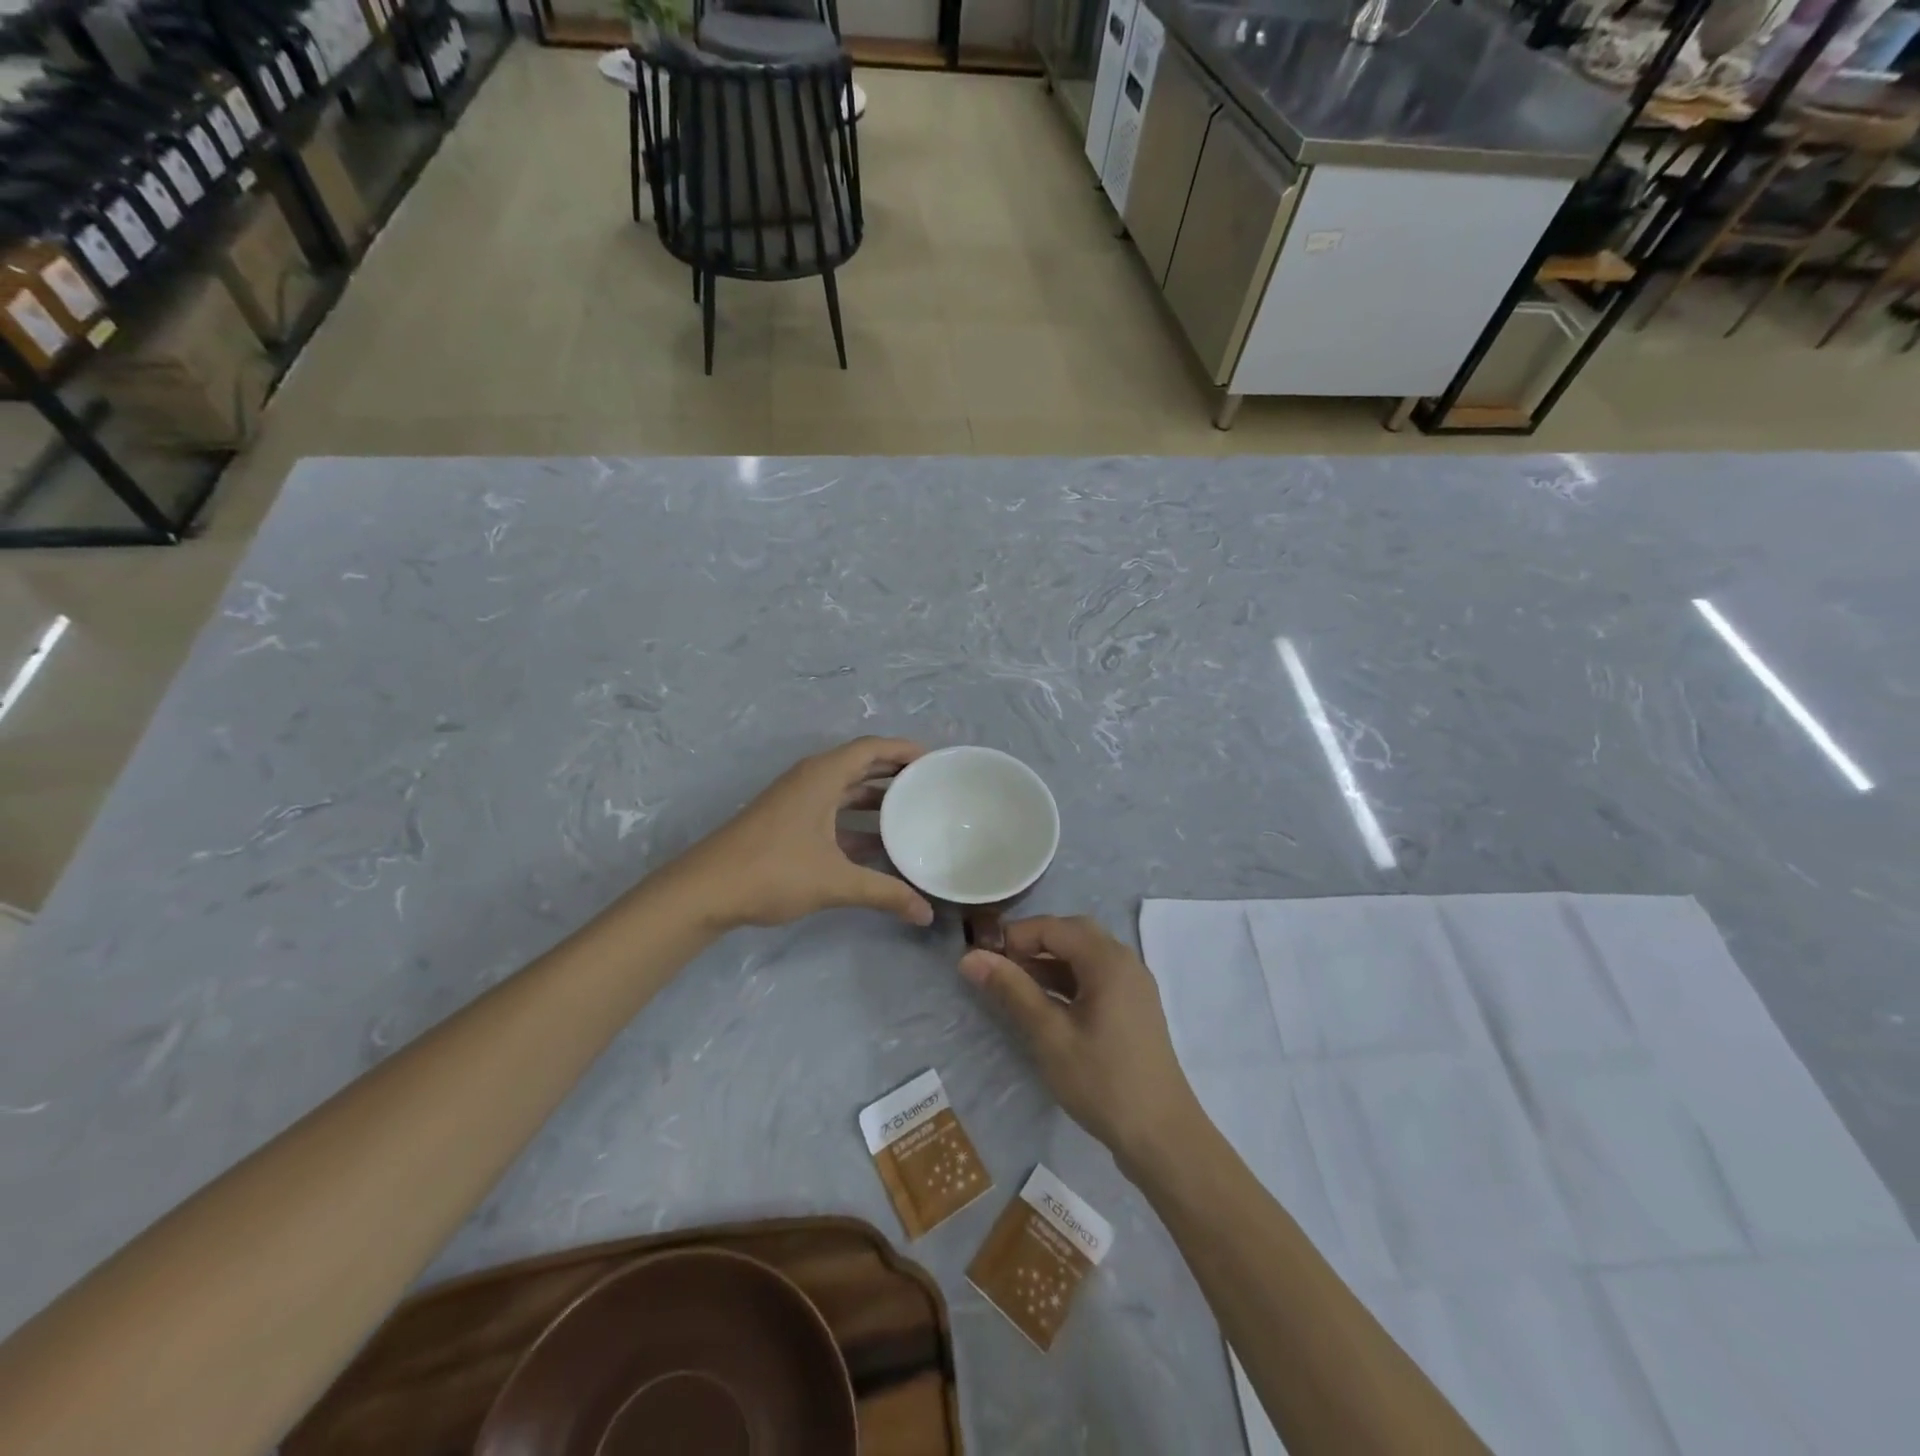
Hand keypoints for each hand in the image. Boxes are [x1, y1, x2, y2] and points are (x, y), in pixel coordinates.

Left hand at [664, 737, 934, 931]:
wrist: (705, 891)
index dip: (904, 750)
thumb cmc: (773, 871)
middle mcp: (810, 780)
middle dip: (895, 773)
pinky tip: (878, 843)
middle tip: (931, 786)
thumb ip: (884, 893)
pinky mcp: (787, 822)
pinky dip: (857, 819)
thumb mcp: (835, 882)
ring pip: (845, 789)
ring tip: (912, 812)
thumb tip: (926, 914)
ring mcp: (796, 801)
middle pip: (860, 765)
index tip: (935, 762)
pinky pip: (832, 809)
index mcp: (822, 776)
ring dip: (876, 798)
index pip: (871, 748)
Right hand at [959, 916, 1200, 1170]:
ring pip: (1084, 956)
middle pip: (1072, 934)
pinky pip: (1096, 977)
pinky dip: (1067, 980)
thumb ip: (1011, 990)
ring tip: (1013, 984)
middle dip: (1033, 943)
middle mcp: (1125, 962)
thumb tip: (970, 957)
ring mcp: (1133, 985)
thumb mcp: (1049, 1035)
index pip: (1053, 927)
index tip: (982, 957)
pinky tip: (1044, 1004)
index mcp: (1108, 960)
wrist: (1162, 1137)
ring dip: (1049, 962)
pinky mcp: (1133, 1008)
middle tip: (999, 965)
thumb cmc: (1102, 1081)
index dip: (1015, 936)